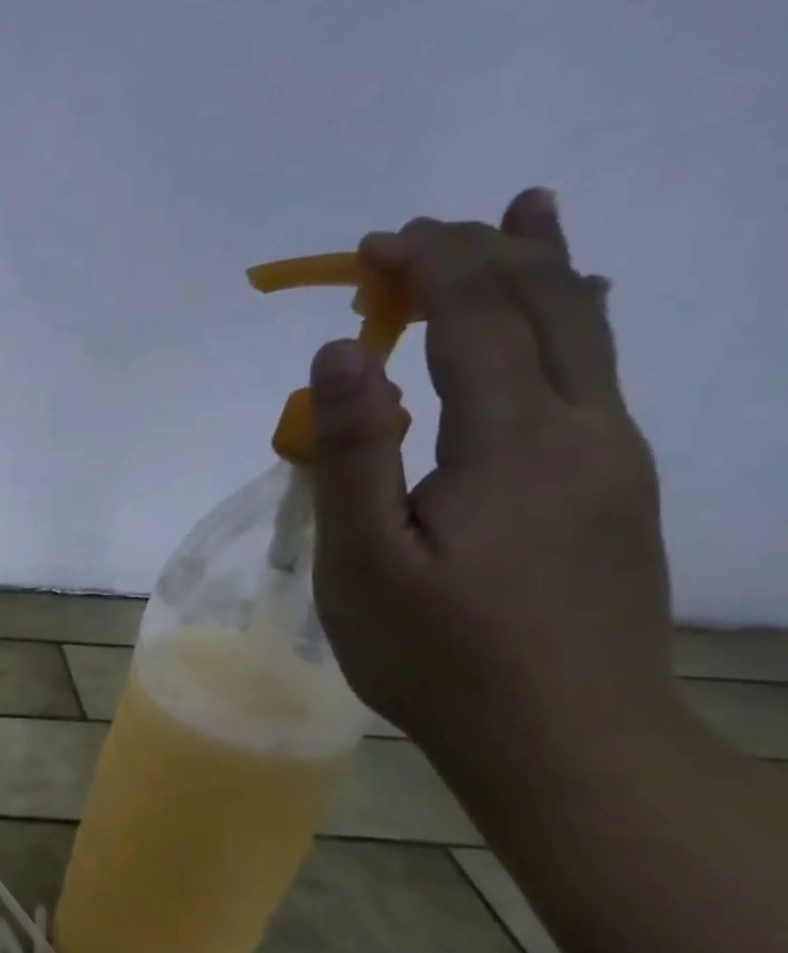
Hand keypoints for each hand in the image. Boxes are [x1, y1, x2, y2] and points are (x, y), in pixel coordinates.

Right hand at [307, 190, 675, 774]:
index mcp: (516, 442)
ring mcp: (612, 460)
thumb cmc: (437, 653)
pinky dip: (571, 322)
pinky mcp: (615, 491)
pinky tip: (567, 317)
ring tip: (528, 213)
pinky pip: (597, 375)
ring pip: (589, 334)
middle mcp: (584, 430)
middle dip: (484, 253)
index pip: (476, 318)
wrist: (565, 739)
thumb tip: (337, 351)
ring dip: (546, 268)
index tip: (375, 242)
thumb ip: (354, 450)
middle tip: (423, 228)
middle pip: (547, 307)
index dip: (429, 267)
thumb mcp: (364, 558)